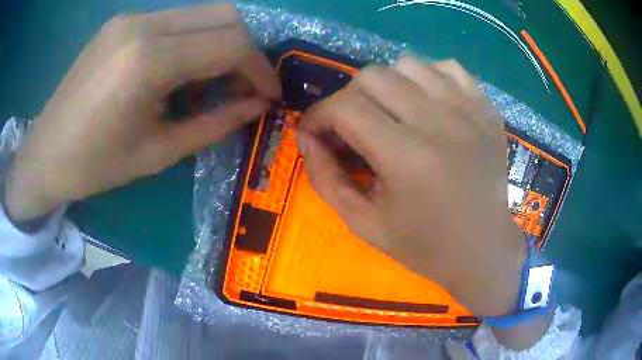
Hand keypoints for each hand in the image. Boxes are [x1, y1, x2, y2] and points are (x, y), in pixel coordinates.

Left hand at [4, 4, 279, 221]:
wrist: (45, 154)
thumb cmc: (95, 166)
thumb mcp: (158, 153)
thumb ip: (215, 124)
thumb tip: (256, 106)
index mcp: (148, 60)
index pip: (230, 44)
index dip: (260, 68)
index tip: (270, 93)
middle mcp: (144, 24)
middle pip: (225, 15)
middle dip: (247, 50)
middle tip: (246, 85)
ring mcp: (131, 18)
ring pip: (202, 14)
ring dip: (220, 43)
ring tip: (214, 82)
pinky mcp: (122, 22)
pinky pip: (175, 21)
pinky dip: (193, 41)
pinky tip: (181, 72)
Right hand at [298, 58, 525, 315]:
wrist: (484, 250)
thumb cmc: (425, 246)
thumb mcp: (364, 224)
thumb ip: (326, 179)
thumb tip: (307, 137)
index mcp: (406, 157)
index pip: (344, 108)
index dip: (317, 116)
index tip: (314, 133)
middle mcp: (438, 122)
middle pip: (372, 76)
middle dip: (348, 99)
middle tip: (351, 127)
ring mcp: (468, 111)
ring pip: (408, 65)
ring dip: (386, 85)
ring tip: (389, 113)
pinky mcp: (485, 109)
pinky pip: (448, 68)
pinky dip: (427, 77)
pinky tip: (426, 103)